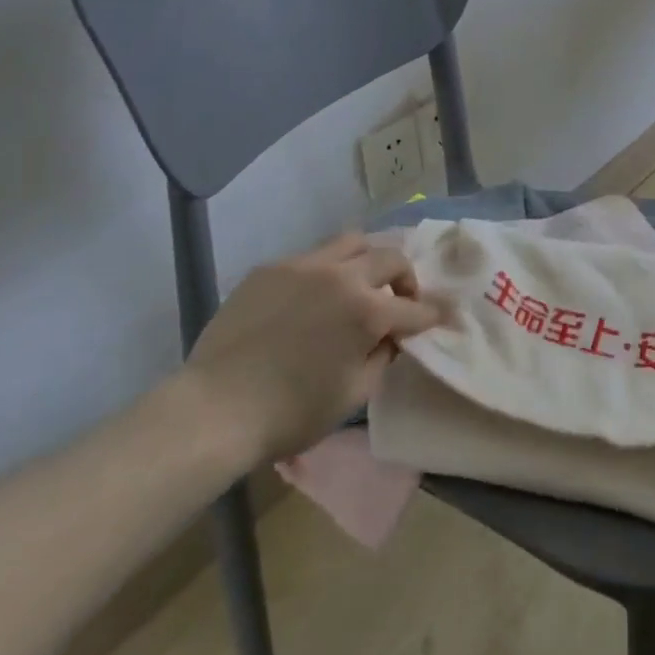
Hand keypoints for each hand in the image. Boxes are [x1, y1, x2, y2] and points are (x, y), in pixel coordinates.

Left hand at [172, 233, 444, 472]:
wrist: (214, 409)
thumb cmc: (291, 413)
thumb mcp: (353, 393)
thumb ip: (382, 356)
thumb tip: (390, 337)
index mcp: (366, 309)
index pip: (413, 307)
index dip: (430, 315)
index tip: (439, 317)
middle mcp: (340, 275)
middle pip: (389, 257)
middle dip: (404, 278)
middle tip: (400, 300)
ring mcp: (302, 265)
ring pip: (350, 242)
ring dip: (366, 261)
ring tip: (359, 285)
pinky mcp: (270, 268)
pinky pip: (310, 258)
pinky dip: (325, 272)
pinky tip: (312, 299)